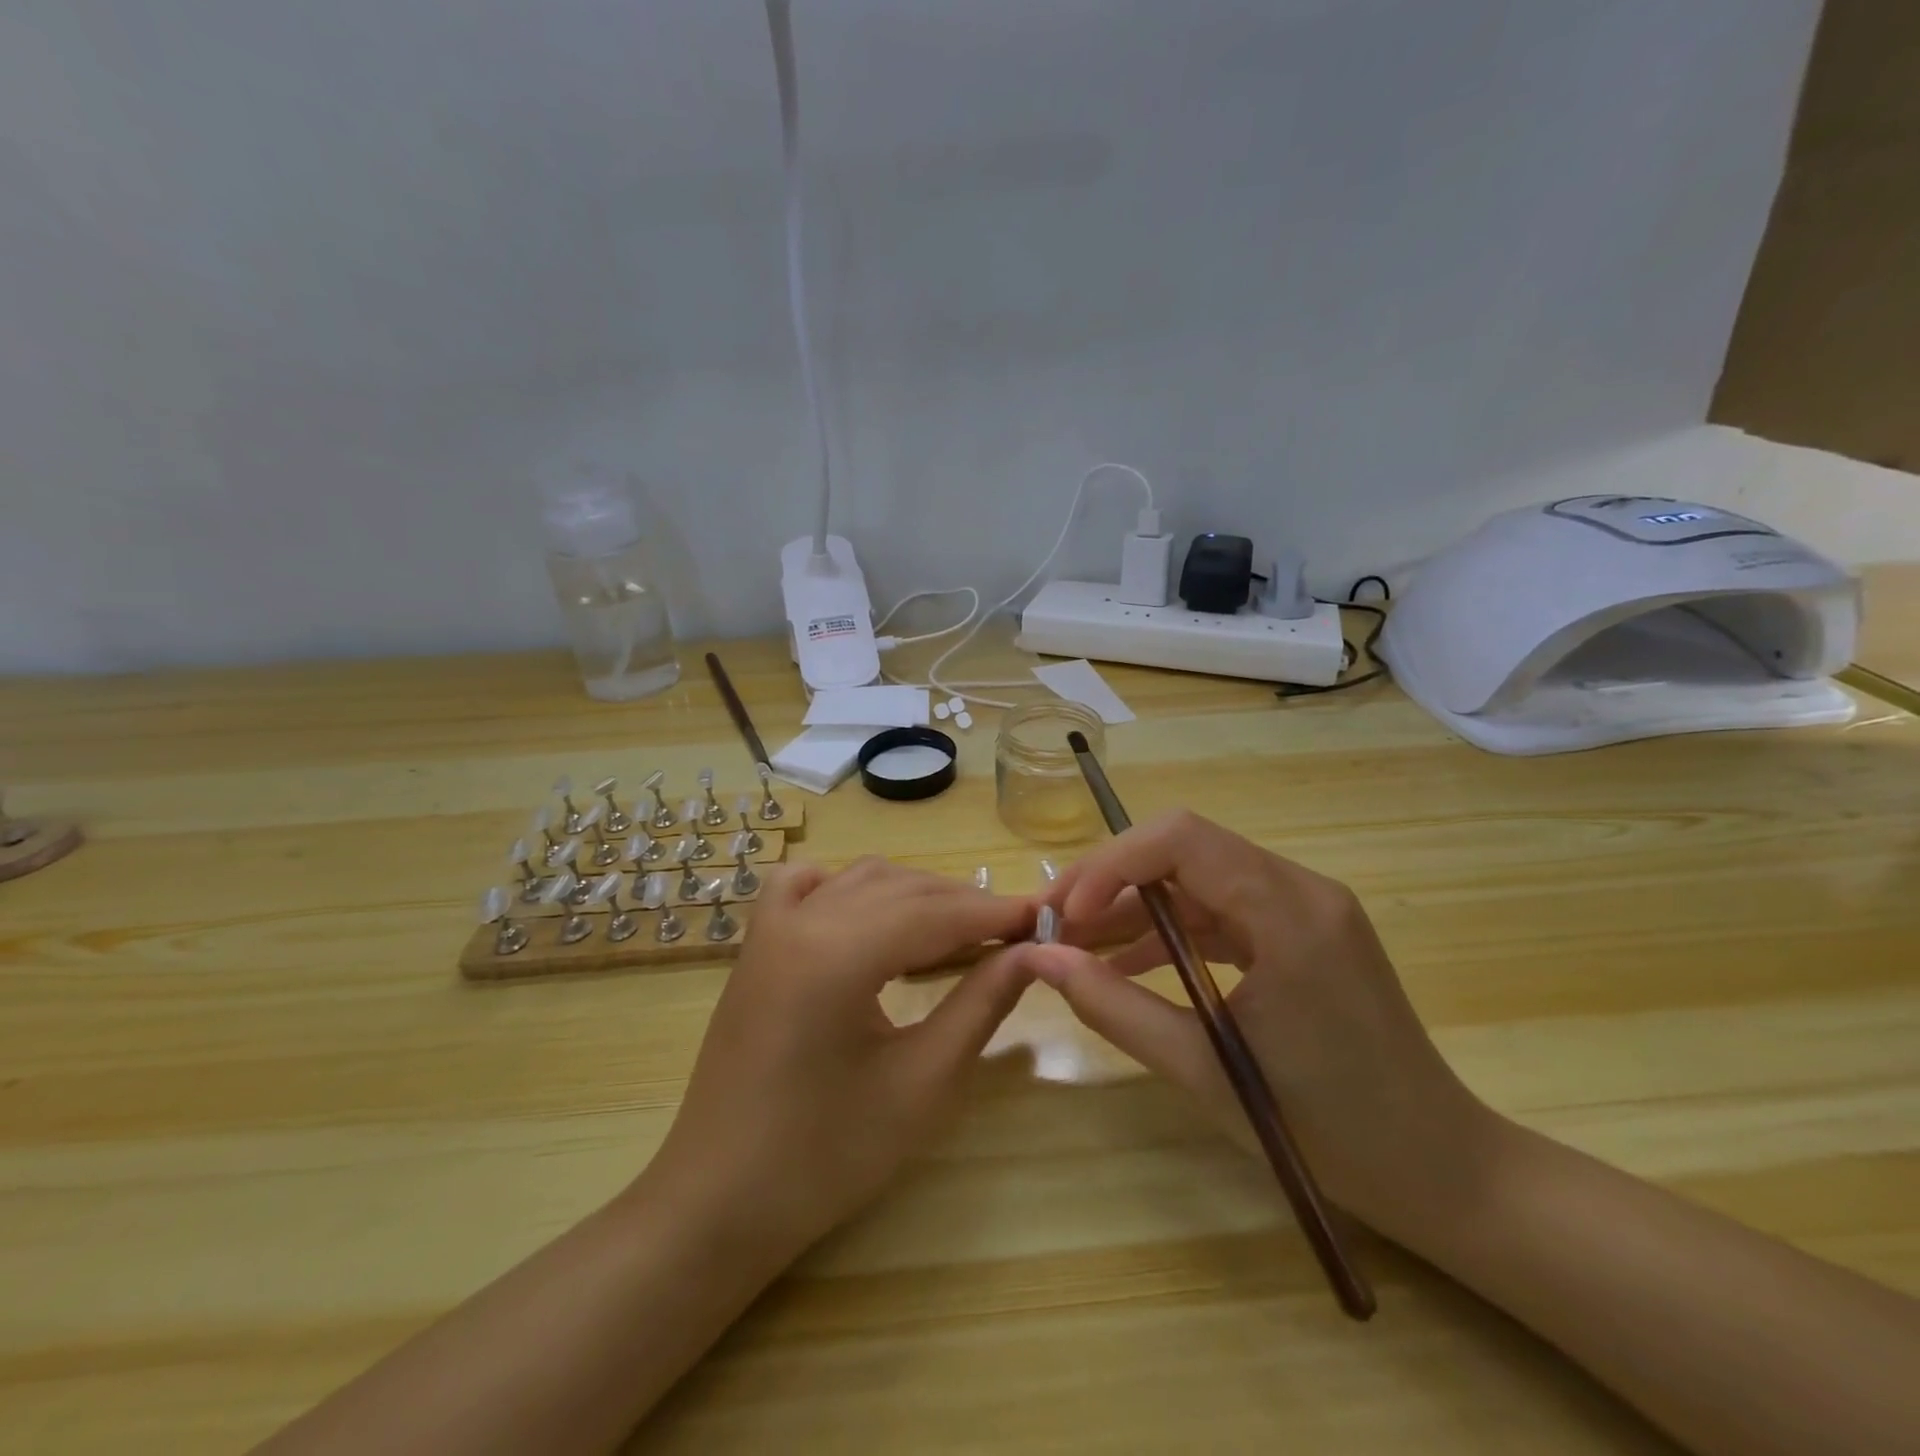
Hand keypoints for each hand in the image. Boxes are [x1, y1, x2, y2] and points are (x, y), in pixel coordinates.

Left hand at [641, 858, 1034, 1262]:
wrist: (720, 1201)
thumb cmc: (826, 1157)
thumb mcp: (921, 1083)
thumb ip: (980, 1005)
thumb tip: (1032, 954)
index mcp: (836, 955)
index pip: (934, 912)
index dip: (994, 912)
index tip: (1043, 919)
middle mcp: (800, 921)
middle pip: (901, 888)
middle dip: (961, 904)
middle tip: (1012, 934)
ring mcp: (770, 928)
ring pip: (860, 880)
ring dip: (914, 895)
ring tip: (958, 931)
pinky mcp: (756, 945)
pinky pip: (805, 886)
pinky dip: (848, 886)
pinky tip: (870, 915)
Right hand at [1030, 811, 1499, 1237]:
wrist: (1439, 1170)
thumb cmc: (1327, 1131)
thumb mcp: (1204, 1071)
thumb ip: (1113, 1006)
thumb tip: (1039, 959)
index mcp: (1290, 913)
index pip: (1182, 840)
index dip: (1111, 864)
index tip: (1066, 917)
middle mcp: (1301, 889)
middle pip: (1184, 846)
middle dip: (1111, 878)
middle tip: (1055, 923)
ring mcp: (1304, 906)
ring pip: (1196, 875)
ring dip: (1134, 903)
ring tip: (1076, 944)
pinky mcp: (1300, 929)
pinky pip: (1220, 908)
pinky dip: (1170, 928)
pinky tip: (1127, 960)